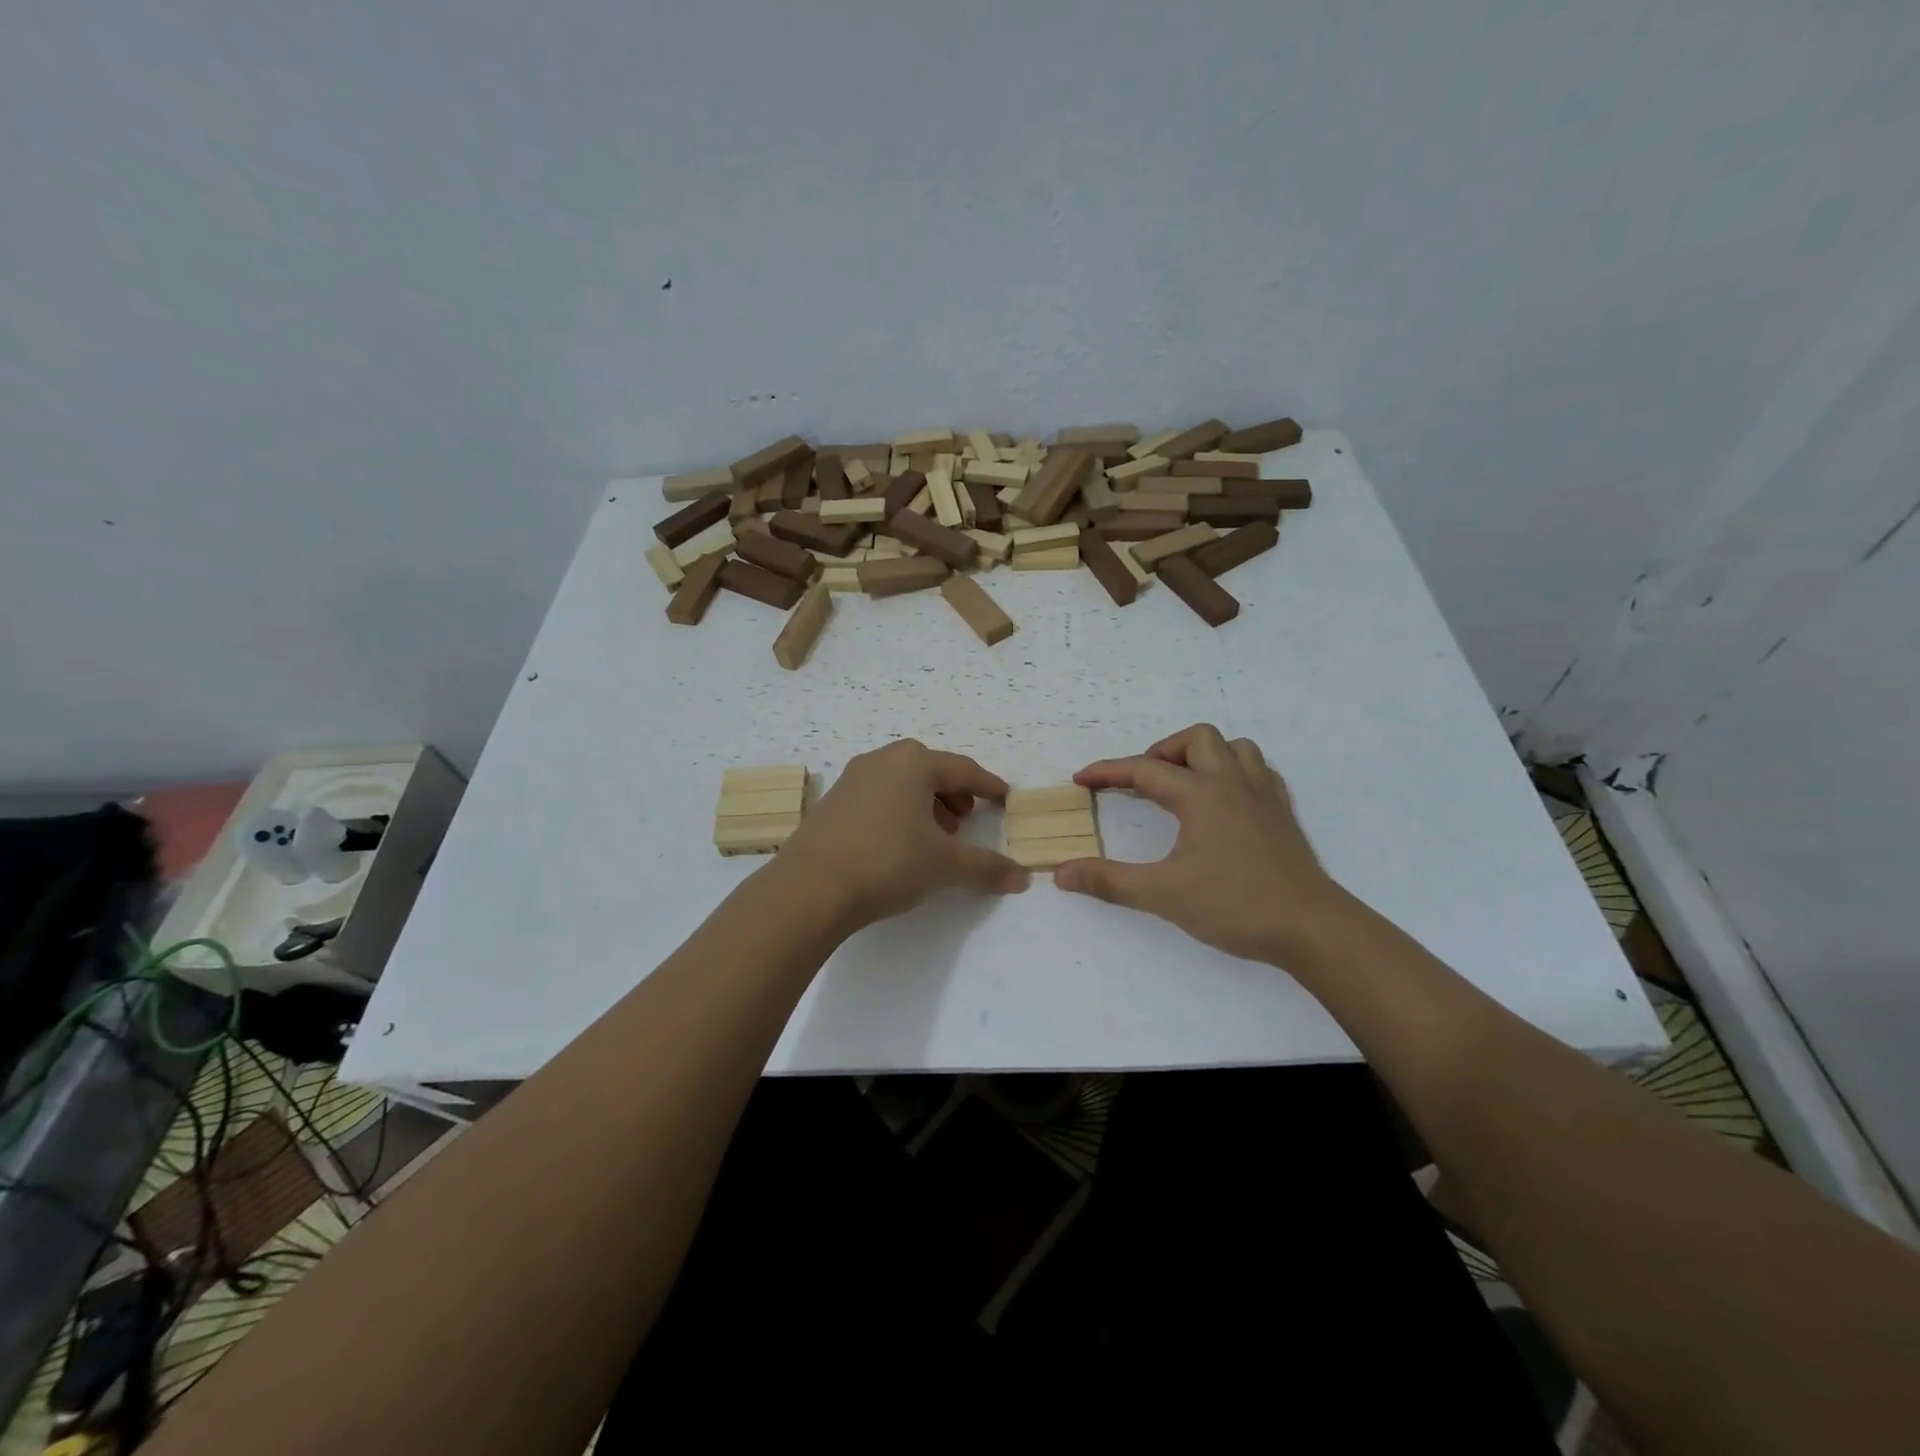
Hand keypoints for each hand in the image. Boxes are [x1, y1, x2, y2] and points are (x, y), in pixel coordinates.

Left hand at [780, 740, 1029, 929]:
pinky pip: (877, 797)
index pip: (963, 769)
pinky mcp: (831, 802)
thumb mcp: (944, 866)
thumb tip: (1022, 878)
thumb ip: (986, 867)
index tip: (1003, 797)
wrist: (810, 887)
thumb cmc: (887, 862)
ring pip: (901, 783)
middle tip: (965, 821)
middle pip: (930, 770)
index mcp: (914, 763)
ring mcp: (851, 779)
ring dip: (924, 803)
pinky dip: (897, 811)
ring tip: (934, 836)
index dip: (987, 785)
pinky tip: (898, 843)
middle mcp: (881, 760)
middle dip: (953, 794)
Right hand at [1054, 724, 1349, 963]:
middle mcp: (1233, 784)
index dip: (1108, 771)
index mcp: (1201, 795)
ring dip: (1205, 756)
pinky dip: (1236, 772)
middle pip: (1197, 739)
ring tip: (1185, 784)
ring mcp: (1264, 796)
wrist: (1312, 928)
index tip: (1081, 779)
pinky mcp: (1283, 815)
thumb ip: (1109, 881)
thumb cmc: (1235, 905)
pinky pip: (1259, 772)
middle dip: (1163, 752)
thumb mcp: (1164, 894)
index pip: (1144, 769)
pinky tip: (1225, 801)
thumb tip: (1061, 873)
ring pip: (1236, 748)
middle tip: (1144, 782)